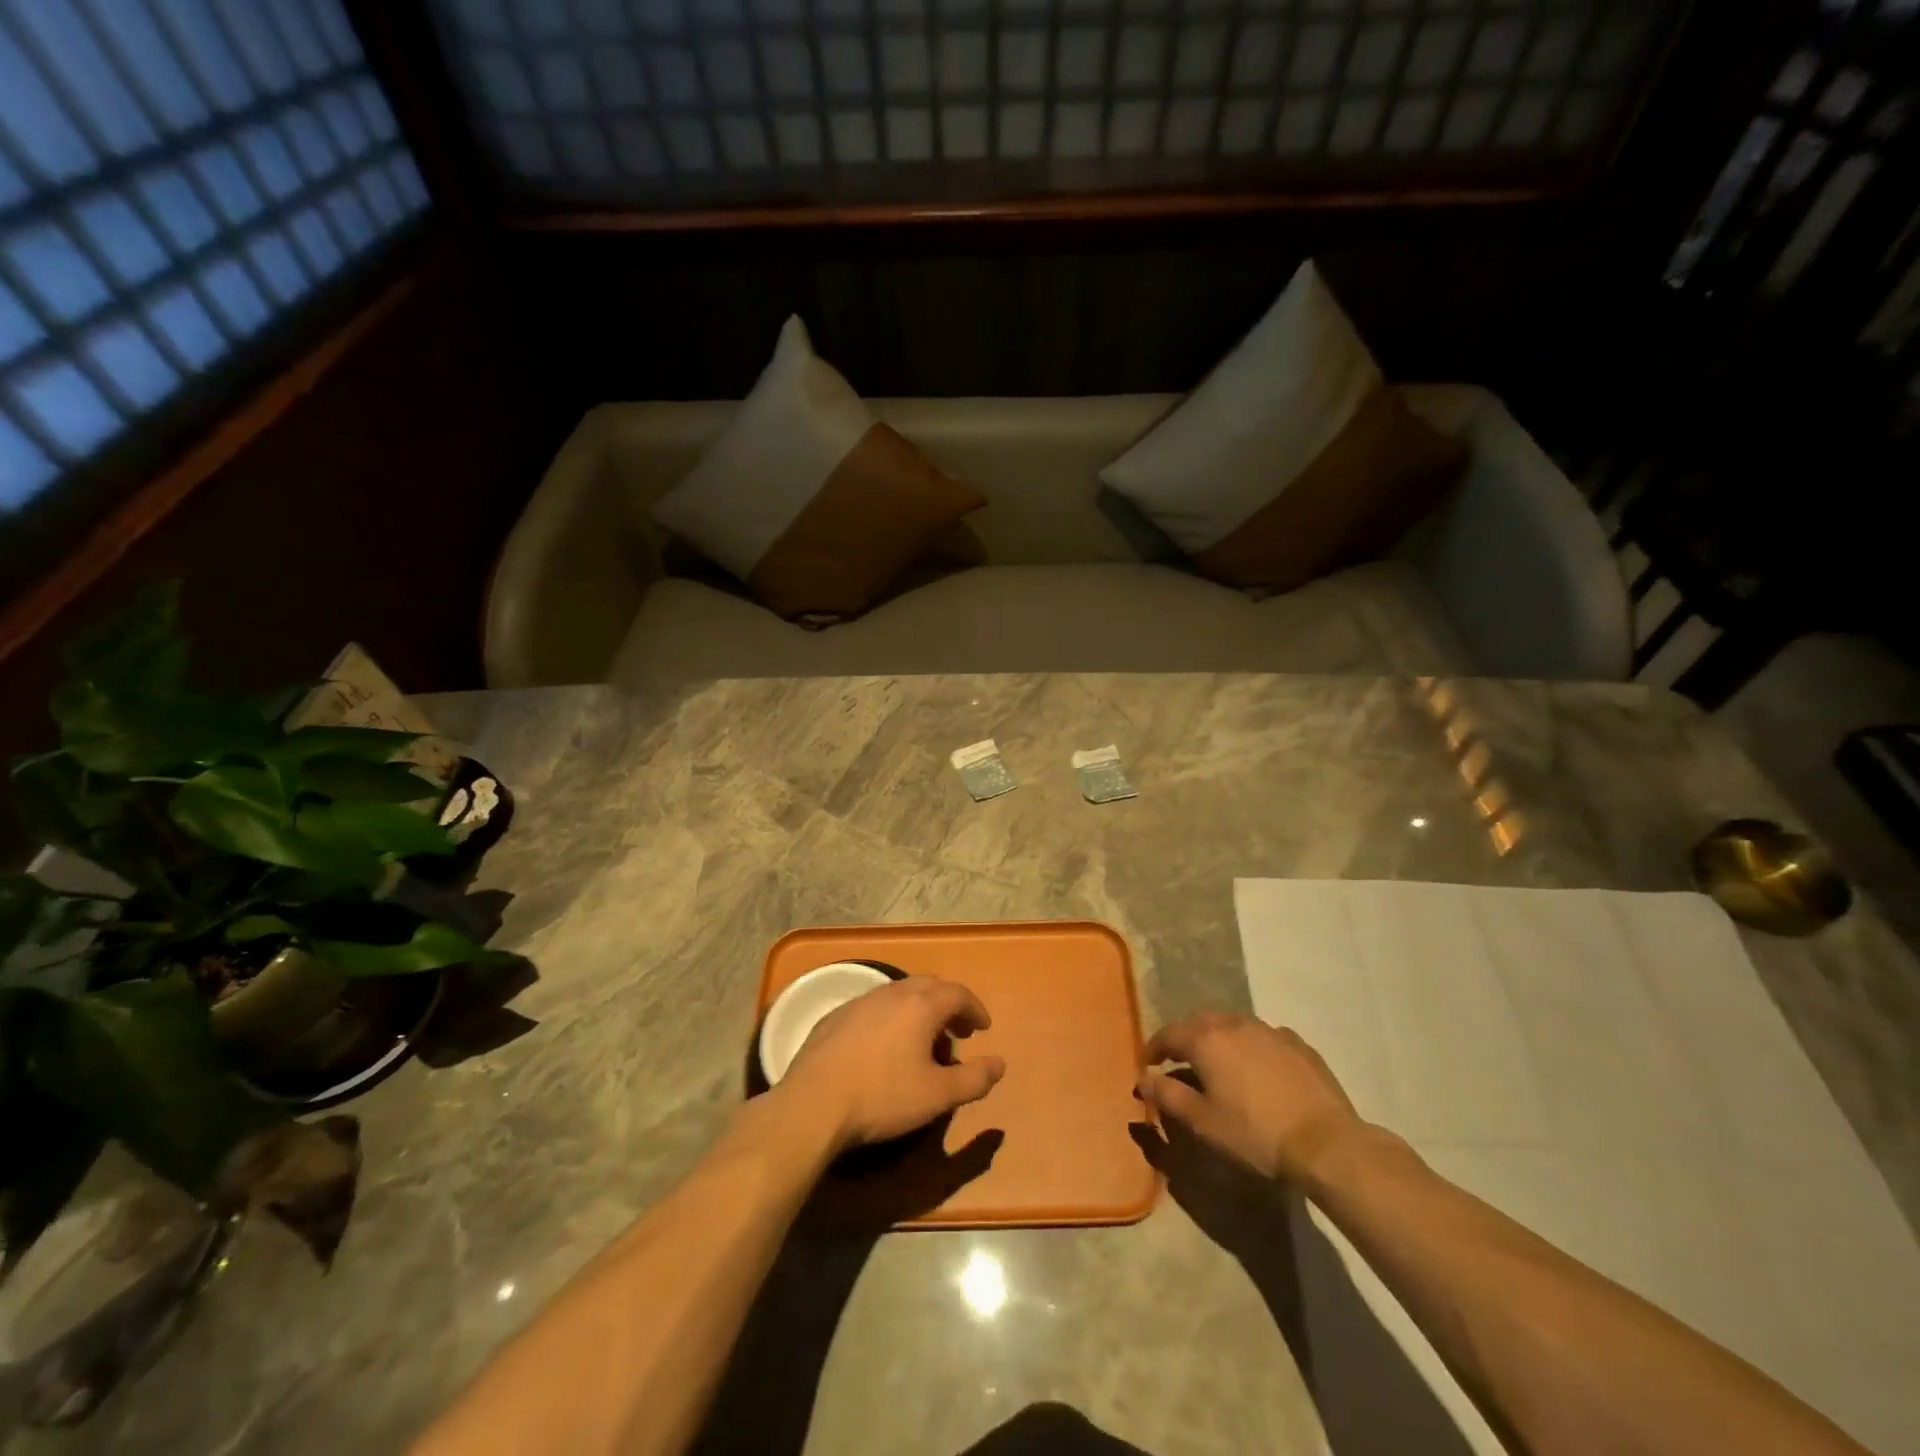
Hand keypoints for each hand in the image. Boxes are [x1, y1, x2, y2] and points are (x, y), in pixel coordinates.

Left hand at [778, 977, 1005, 1151]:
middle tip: (957, 1032)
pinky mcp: (836, 1016)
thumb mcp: (937, 1096)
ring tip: (922, 1041)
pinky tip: (884, 1047)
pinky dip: (891, 1018)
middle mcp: (892, 992)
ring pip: (899, 994)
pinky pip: (874, 1007)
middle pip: (929, 986)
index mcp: (921, 1005)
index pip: (958, 993)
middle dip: (948, 1005)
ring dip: (919, 1010)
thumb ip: (974, 1079)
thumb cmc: (883, 1097)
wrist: (813, 1104)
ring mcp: (860, 1001)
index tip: (982, 1028)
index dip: (975, 1009)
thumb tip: (999, 1063)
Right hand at [1138, 1013, 1362, 1182]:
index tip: (1148, 1065)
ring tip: (1219, 1062)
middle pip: (1200, 1022)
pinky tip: (1258, 1069)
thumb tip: (1143, 1078)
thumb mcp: (1203, 1122)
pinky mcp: (1297, 1044)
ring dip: (1219, 1038)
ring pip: (1233, 1025)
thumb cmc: (1255, 1134)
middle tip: (1180, 1060)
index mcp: (1206, 1040)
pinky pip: (1263, 1037)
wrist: (1325, 1143)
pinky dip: (1251, 1047)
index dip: (1154, 1048)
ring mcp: (1269, 1030)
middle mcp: (1234, 1024)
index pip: (1169, 1034)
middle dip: (1185, 1038)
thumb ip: (1168, 1095)